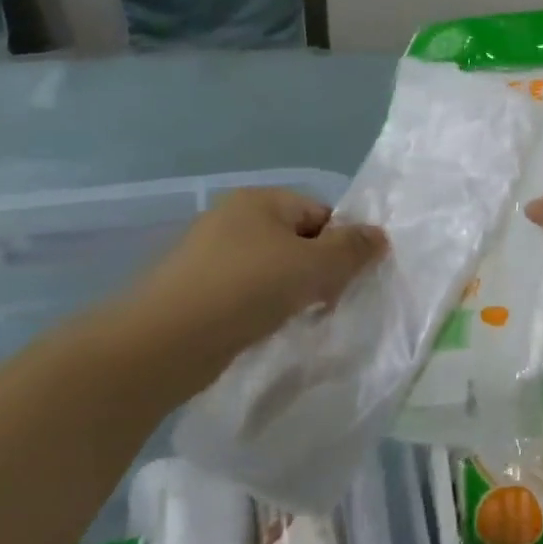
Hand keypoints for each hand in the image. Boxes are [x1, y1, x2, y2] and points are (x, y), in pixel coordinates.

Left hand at [105, 188, 386, 393]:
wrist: (163, 343)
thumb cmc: (246, 289)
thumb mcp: (313, 265)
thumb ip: (352, 249)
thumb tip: (379, 235)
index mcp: (260, 200)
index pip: (320, 213)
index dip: (341, 244)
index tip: (346, 279)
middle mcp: (233, 219)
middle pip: (298, 240)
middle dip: (318, 270)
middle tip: (325, 302)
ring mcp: (210, 255)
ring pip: (273, 268)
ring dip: (292, 292)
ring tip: (297, 318)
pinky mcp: (197, 289)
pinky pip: (247, 291)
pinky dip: (263, 307)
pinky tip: (266, 328)